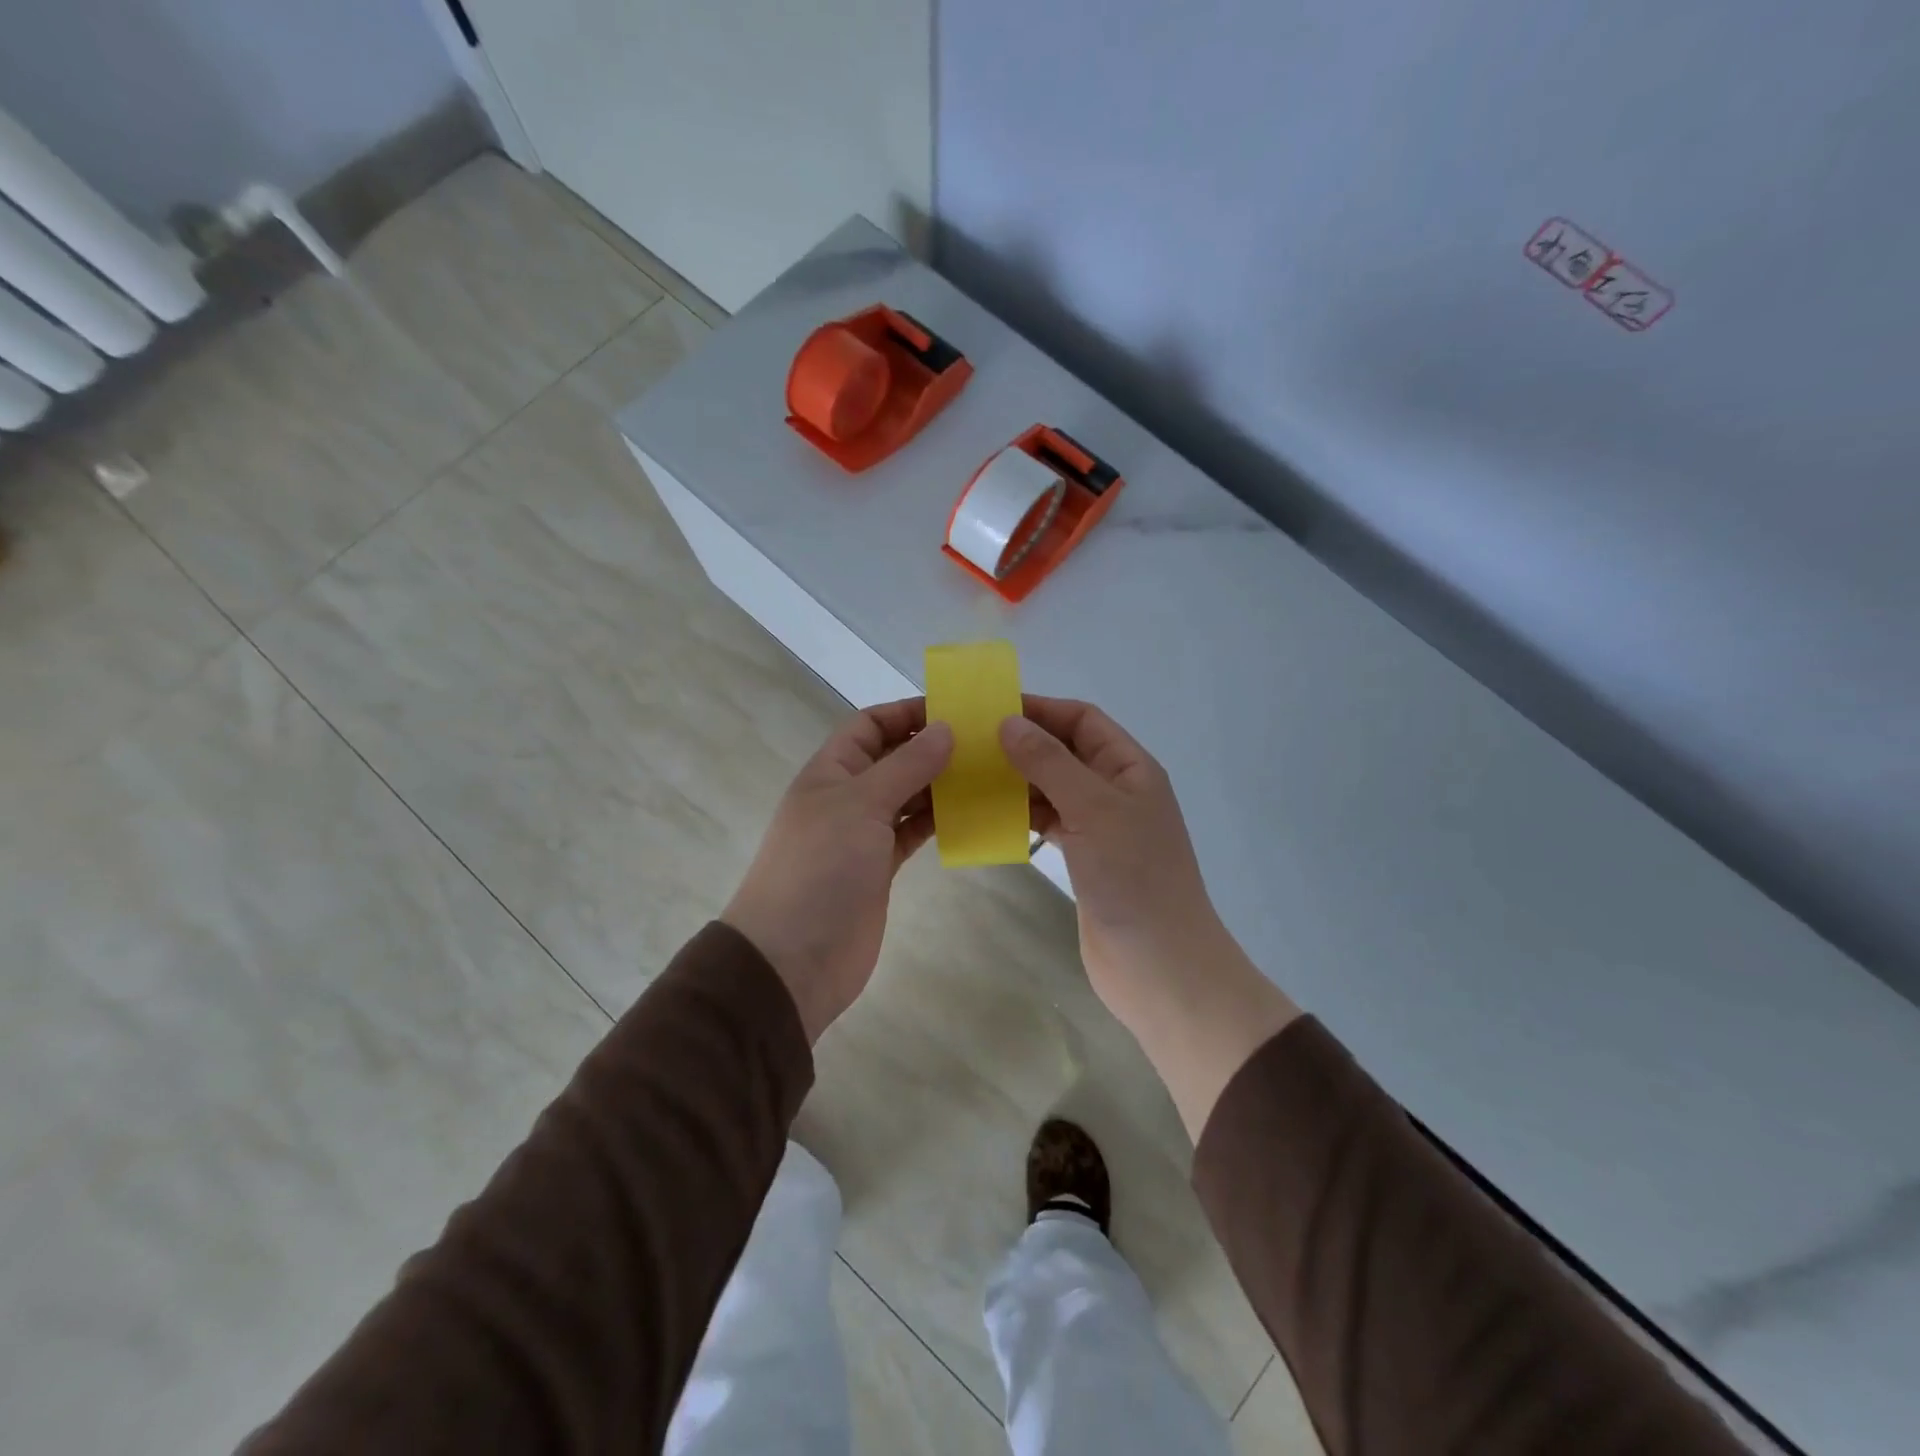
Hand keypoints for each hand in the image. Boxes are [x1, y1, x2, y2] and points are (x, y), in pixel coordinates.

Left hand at [724, 699, 952, 1041]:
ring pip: (908, 796)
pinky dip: (939, 821)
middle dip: (933, 748)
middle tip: (986, 744)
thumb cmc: (820, 868)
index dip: (908, 713)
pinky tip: (972, 814)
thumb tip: (945, 728)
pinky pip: (913, 832)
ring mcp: (863, 834)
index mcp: (831, 771)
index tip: (957, 711)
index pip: (870, 725)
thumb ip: (906, 765)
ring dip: (941, 785)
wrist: (792, 959)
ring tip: (988, 775)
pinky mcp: (880, 868)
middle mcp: (846, 796)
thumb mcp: (861, 805)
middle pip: (893, 758)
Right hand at [998, 696, 1219, 1022]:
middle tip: (967, 744)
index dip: (1040, 709)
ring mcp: (1100, 826)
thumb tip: (1007, 722)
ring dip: (1016, 779)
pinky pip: (1047, 821)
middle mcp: (1115, 790)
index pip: (1082, 720)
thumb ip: (1050, 763)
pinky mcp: (1083, 857)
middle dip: (1022, 743)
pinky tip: (987, 815)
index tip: (989, 710)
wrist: (1159, 966)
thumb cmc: (1134, 878)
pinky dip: (1020, 814)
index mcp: (1130, 768)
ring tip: (968, 776)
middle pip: (1064, 751)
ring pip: (1052, 787)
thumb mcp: (1094, 810)